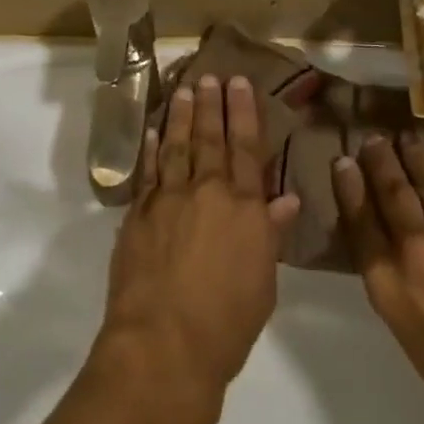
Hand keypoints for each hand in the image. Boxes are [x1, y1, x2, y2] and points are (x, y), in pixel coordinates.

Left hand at [99, 75, 299, 406]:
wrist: (164, 347)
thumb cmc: (227, 323)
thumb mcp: (263, 282)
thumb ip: (270, 234)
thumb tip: (286, 199)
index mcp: (244, 208)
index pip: (247, 149)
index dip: (243, 113)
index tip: (240, 83)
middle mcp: (206, 192)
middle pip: (209, 139)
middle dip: (211, 105)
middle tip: (211, 76)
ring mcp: (168, 200)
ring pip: (175, 146)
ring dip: (179, 116)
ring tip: (183, 90)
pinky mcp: (138, 215)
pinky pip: (146, 172)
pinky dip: (150, 149)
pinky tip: (152, 131)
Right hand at [330, 134, 423, 423]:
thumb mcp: (417, 345)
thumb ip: (404, 294)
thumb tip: (401, 263)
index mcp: (390, 288)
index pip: (361, 224)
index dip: (349, 189)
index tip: (342, 162)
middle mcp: (418, 252)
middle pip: (393, 194)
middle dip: (380, 163)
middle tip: (372, 140)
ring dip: (415, 160)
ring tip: (405, 141)